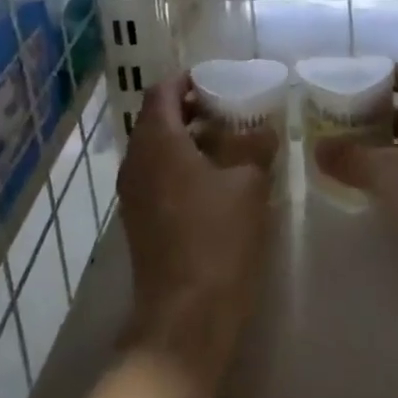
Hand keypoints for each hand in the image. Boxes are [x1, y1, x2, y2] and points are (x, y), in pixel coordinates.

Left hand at [118, 74, 278, 389]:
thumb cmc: (217, 239)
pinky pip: (156, 175)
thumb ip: (255, 147)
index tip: (217, 81)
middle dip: (190, 109)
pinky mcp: (139, 219)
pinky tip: (213, 181)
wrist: (185, 317)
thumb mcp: (248, 185)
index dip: (188, 80)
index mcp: (157, 141)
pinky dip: (179, 165)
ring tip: (227, 144)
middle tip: (228, 110)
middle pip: (157, 118)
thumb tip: (264, 129)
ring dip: (187, 139)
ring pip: (156, 148)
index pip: (162, 91)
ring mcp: (132, 192)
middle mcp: (136, 160)